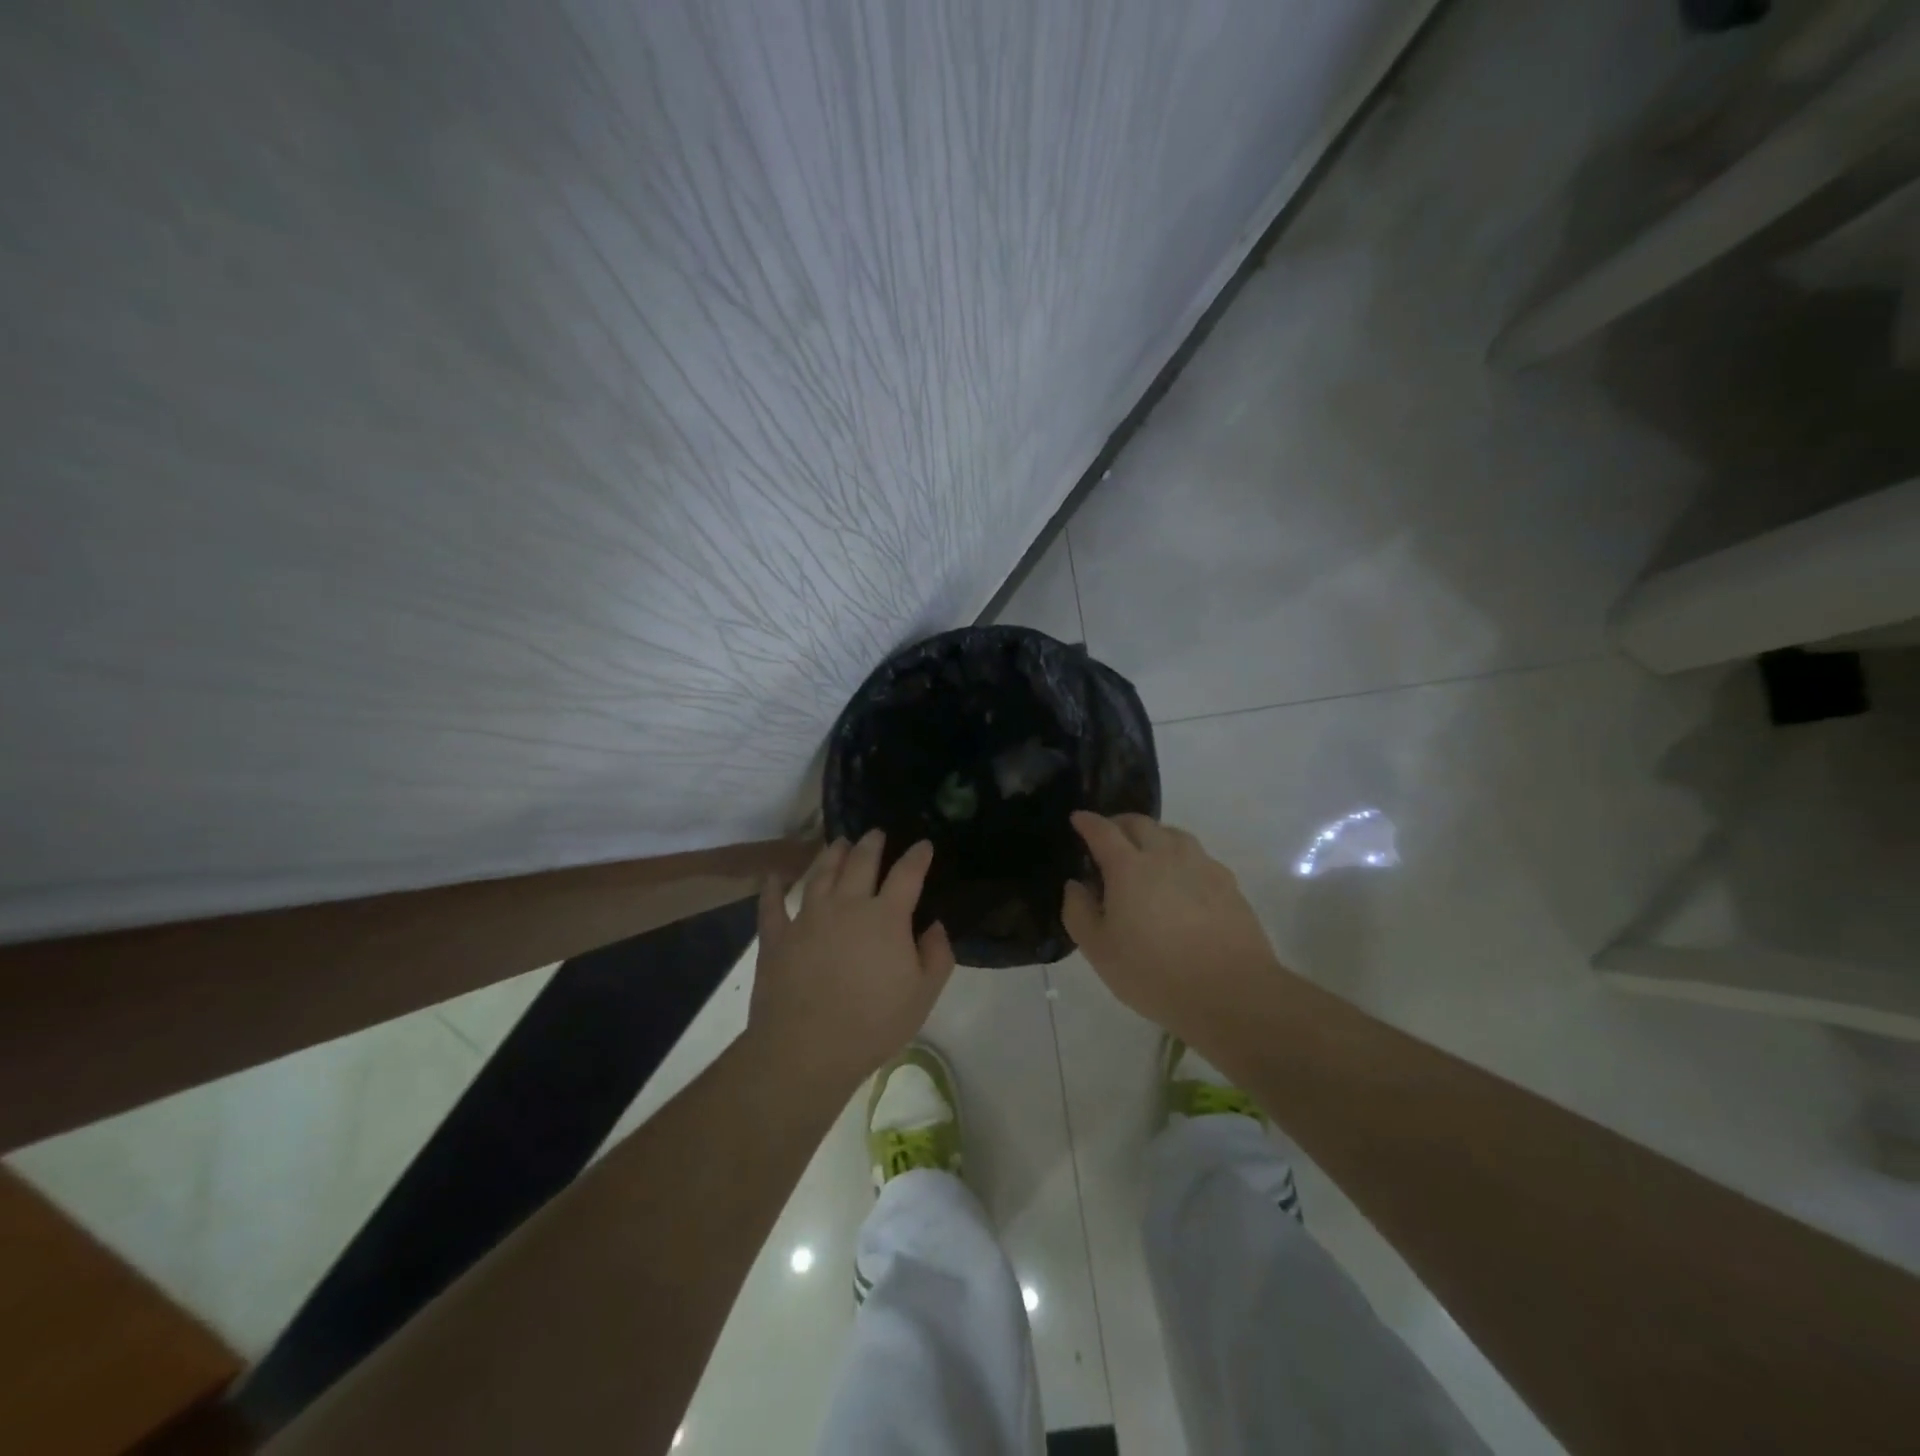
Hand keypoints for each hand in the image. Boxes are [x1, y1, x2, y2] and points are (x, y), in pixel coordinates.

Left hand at [750, 831, 955, 1092]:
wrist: (806, 1049)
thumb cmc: (872, 1023)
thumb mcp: (923, 995)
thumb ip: (937, 955)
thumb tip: (935, 926)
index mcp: (885, 917)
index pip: (907, 874)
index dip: (917, 856)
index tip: (923, 844)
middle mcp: (846, 905)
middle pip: (860, 862)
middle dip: (871, 843)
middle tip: (876, 833)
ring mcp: (807, 917)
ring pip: (820, 873)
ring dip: (831, 854)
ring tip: (839, 843)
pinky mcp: (777, 936)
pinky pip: (772, 904)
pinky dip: (773, 888)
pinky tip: (773, 877)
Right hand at [1061, 811, 1282, 1045]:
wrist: (1231, 993)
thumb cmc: (1154, 973)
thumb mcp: (1099, 950)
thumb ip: (1078, 911)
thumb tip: (1076, 884)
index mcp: (1129, 866)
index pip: (1103, 831)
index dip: (1087, 822)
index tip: (1078, 819)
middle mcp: (1165, 855)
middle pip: (1140, 823)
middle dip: (1119, 823)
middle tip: (1108, 838)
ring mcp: (1201, 865)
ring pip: (1172, 834)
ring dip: (1152, 836)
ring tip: (1145, 855)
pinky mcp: (1227, 882)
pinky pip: (1197, 856)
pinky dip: (1180, 857)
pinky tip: (1181, 880)